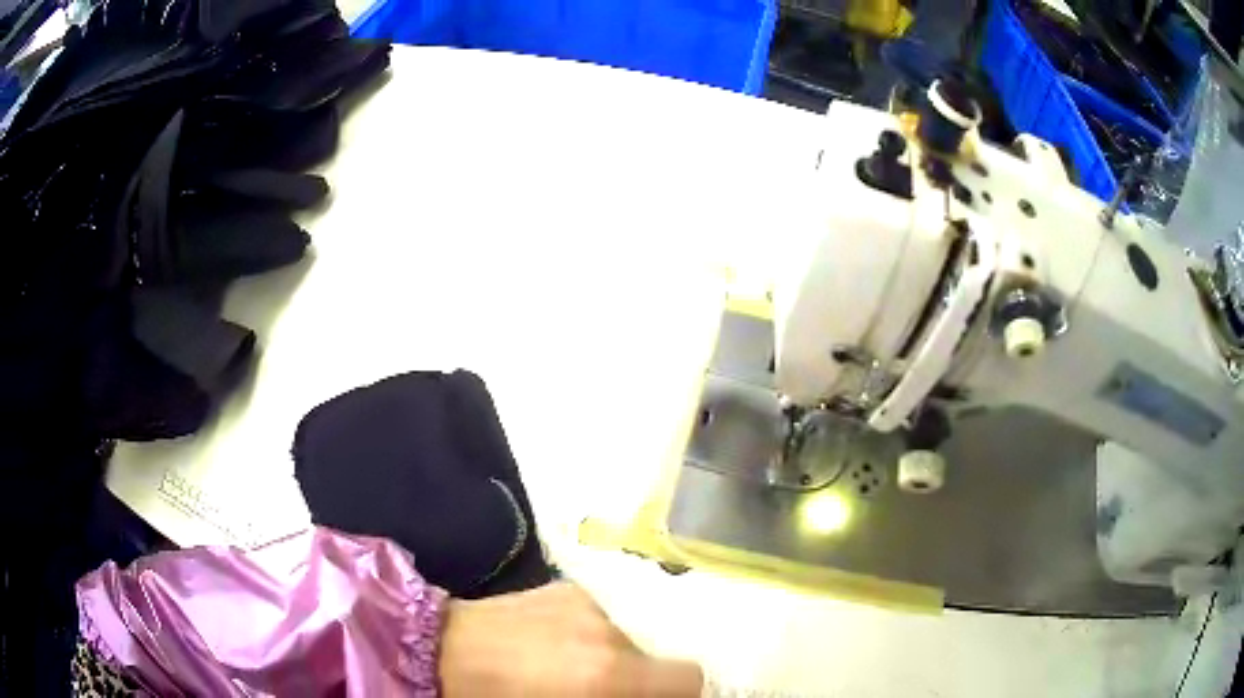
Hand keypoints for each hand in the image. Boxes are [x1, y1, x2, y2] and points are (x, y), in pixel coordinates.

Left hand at [439, 582, 702, 696]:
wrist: (438, 651)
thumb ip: (619, 697)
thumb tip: (634, 692)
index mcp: (608, 671)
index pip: (688, 677)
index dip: (684, 692)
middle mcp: (607, 630)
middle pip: (657, 655)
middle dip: (644, 676)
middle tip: (612, 690)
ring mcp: (586, 602)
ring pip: (630, 634)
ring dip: (618, 654)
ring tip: (577, 668)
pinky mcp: (566, 587)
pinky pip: (602, 616)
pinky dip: (595, 634)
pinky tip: (559, 645)